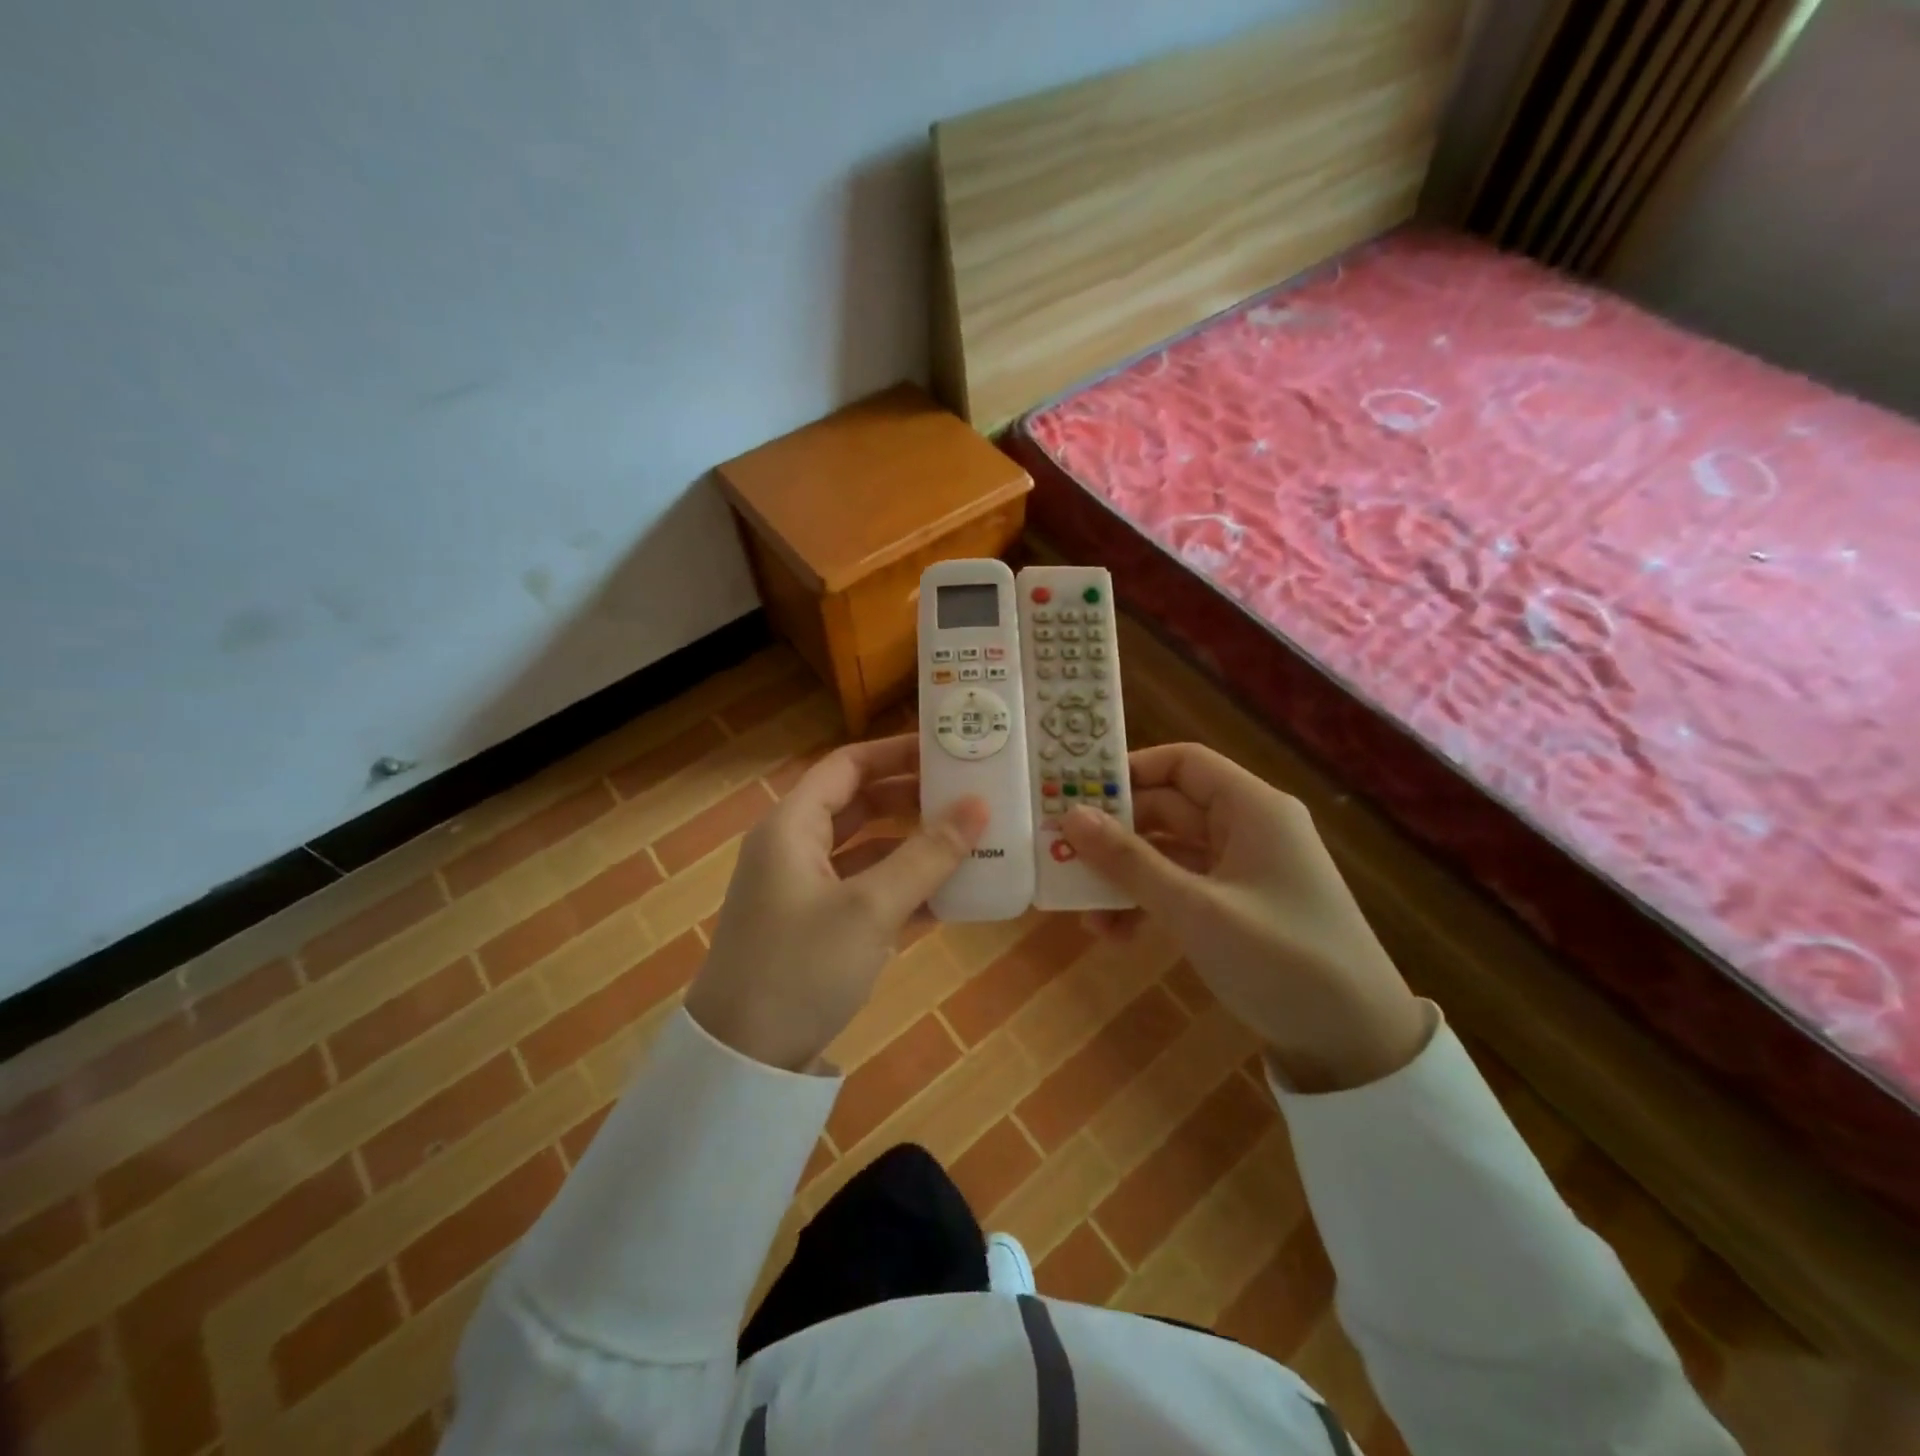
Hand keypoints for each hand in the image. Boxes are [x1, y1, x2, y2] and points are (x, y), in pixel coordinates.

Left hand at [685, 734, 988, 1072]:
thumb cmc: (800, 967)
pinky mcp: (817, 929)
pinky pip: (867, 892)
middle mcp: (795, 849)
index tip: (947, 749)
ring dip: (914, 846)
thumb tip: (978, 806)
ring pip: (868, 851)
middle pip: (860, 805)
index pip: (847, 766)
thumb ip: (927, 855)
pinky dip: (903, 889)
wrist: (742, 1062)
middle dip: (913, 799)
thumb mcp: (870, 908)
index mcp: (793, 826)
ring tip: (971, 840)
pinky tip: (951, 896)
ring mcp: (805, 891)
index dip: (896, 752)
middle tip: (969, 795)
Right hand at [1061, 743, 1429, 1092]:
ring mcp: (1243, 869)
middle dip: (1115, 836)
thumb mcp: (1196, 909)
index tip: (1077, 795)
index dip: (1129, 771)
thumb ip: (1130, 861)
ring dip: (1126, 877)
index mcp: (1251, 808)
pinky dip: (1149, 903)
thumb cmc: (1281, 960)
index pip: (1181, 763)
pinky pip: (1182, 887)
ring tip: (1084, 913)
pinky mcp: (1239, 906)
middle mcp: (1247, 827)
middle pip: (1168, 808)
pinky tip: (1117, 935)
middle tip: (1062, 855)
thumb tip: (1071, 816)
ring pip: (1169, 853)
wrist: (1357, 1045)